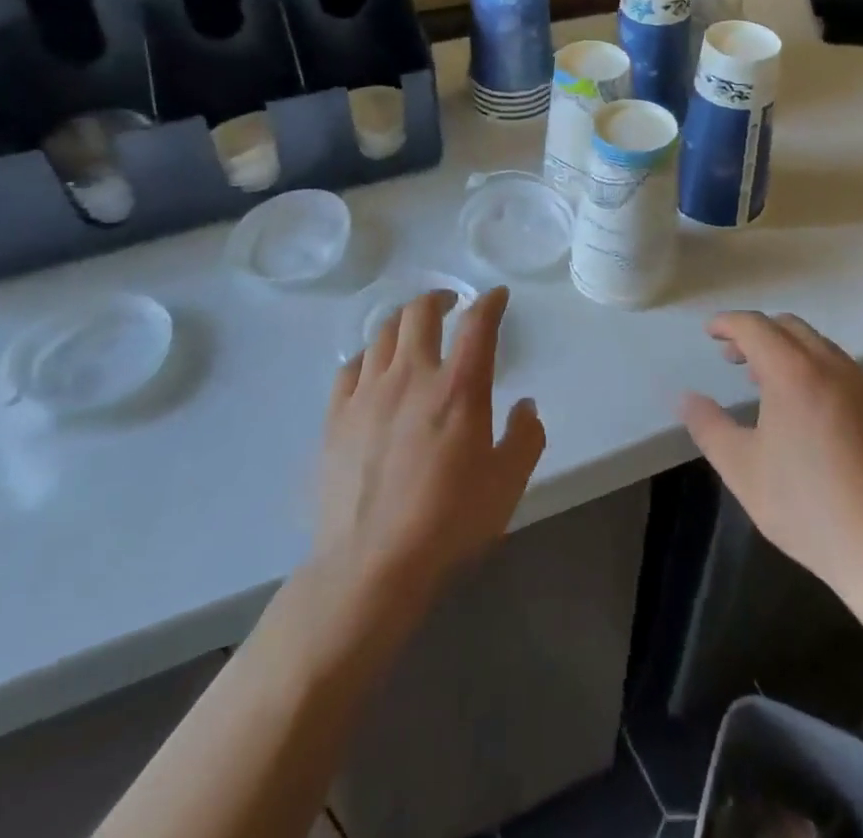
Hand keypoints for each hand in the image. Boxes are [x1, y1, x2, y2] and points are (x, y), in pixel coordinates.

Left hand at [317, 287, 545, 609]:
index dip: (490, 301)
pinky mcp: (337, 416)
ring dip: (403, 320)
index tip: (496, 296)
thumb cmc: (448, 523)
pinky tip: (374, 366)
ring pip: (382, 332)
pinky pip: (351, 366)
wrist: (370, 565)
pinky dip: (369, 355)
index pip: (477, 323)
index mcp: (458, 387)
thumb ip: (525, 438)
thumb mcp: (508, 484)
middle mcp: (412, 375)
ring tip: (412, 328)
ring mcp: (368, 392)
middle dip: (439, 298)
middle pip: (420, 312)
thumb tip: (525, 406)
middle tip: (450, 303)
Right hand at [680, 312, 862, 605]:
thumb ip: (708, 426)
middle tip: (732, 358)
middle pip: (788, 327)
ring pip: (817, 344)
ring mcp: (861, 385)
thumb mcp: (741, 468)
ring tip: (763, 381)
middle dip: (756, 333)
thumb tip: (686, 398)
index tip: (710, 333)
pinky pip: (838, 367)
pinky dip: (811, 366)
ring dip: (785, 349)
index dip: (728, 323)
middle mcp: (831, 366)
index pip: (755, 327)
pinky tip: (802, 406)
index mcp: (793, 373)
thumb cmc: (805, 507)